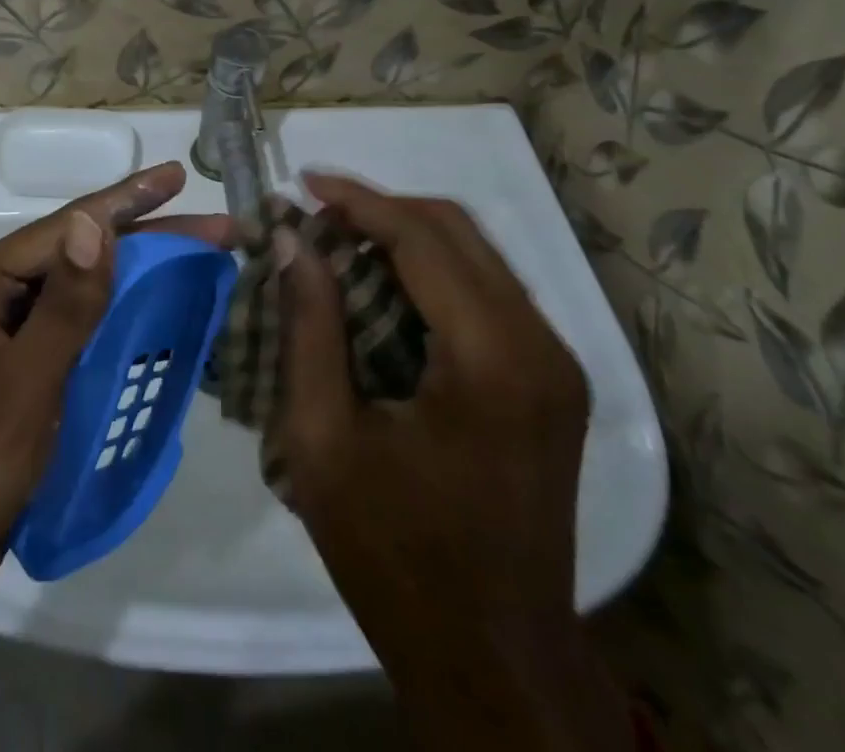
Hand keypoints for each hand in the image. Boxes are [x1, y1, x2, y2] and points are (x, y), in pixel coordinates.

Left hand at [0, 162, 232, 611]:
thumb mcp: (22, 385)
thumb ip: (65, 306)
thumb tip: (95, 223)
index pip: (66, 228)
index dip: (126, 200)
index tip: (178, 178)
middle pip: (80, 253)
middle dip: (147, 236)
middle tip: (214, 227)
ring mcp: (9, 331)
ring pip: (85, 289)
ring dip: (139, 273)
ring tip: (198, 258)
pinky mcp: (25, 367)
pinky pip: (81, 327)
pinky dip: (122, 316)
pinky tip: (160, 310)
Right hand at [275, 173, 630, 751]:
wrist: (494, 663)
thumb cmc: (395, 556)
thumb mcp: (323, 439)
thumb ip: (309, 327)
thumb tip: (290, 239)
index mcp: (491, 359)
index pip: (422, 238)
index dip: (357, 200)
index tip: (302, 182)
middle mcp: (540, 346)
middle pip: (458, 231)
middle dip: (381, 209)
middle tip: (313, 214)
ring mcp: (555, 365)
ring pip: (476, 256)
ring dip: (405, 236)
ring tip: (336, 242)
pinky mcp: (549, 383)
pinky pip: (485, 293)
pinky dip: (429, 273)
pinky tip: (379, 288)